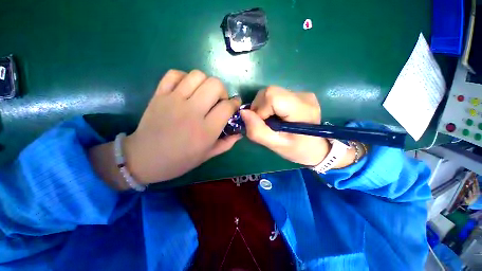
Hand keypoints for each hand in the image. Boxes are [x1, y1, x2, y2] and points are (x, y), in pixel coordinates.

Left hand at [89, 70, 241, 188]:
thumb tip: (240, 133)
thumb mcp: (207, 155)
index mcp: (206, 130)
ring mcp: (174, 100)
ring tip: (203, 94)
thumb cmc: (179, 160)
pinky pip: (175, 74)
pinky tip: (186, 89)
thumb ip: (226, 143)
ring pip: (197, 75)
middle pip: (215, 84)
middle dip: (222, 91)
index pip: (227, 106)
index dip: (235, 103)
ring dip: (206, 82)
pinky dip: (184, 77)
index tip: (234, 105)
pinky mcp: (159, 95)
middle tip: (219, 100)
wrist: (144, 158)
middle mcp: (192, 111)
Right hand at [240, 86, 329, 165]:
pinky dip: (269, 106)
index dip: (260, 109)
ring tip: (270, 121)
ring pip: (271, 92)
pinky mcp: (298, 95)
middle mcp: (303, 96)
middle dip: (259, 108)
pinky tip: (275, 116)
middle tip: (264, 123)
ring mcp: (302, 93)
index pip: (272, 95)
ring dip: (263, 107)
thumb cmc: (297, 150)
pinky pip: (276, 95)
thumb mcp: (276, 145)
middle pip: (270, 92)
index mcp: (301, 109)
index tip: (262, 123)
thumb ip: (258, 131)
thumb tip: (243, 112)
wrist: (316, 148)